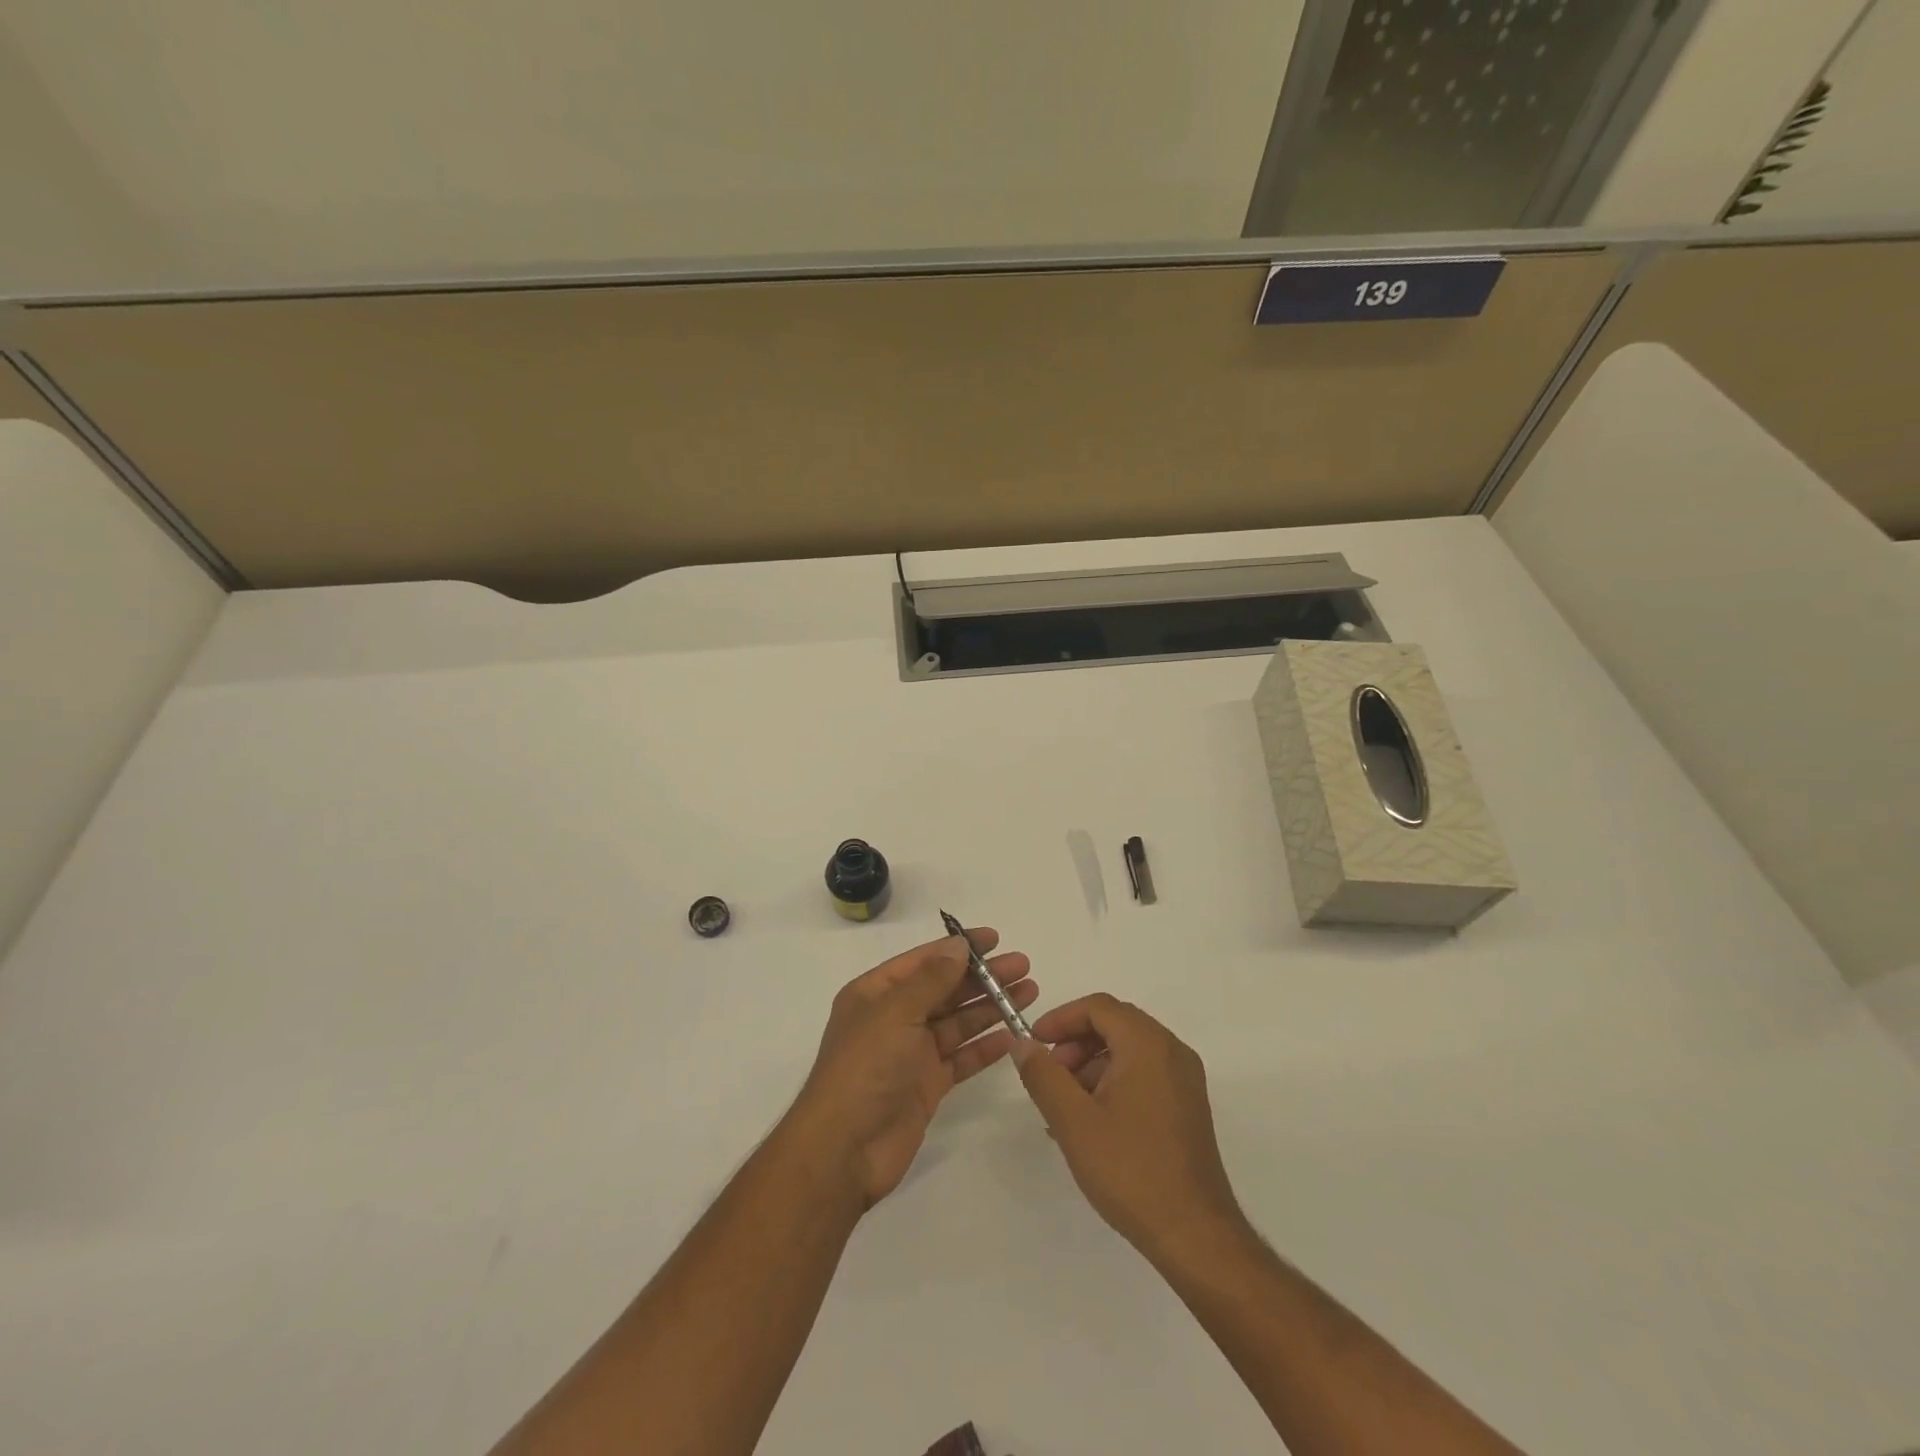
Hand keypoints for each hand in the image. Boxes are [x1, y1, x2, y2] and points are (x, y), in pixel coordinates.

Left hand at [784, 929, 1035, 1208]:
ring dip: (990, 1007)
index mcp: (876, 993)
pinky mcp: (926, 1085)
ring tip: (1029, 993)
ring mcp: (910, 1053)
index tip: (995, 939)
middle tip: (1023, 966)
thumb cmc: (865, 1068)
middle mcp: (893, 1018)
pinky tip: (1012, 1035)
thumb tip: (958, 945)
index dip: (959, 947)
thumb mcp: (896, 1013)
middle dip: (983, 977)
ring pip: (957, 1022)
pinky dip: (985, 1046)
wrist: (844, 1149)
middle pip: (945, 989)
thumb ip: (931, 979)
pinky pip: (961, 1057)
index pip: (924, 960)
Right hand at [1013, 994, 1244, 1260]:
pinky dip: (1113, 1081)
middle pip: (1114, 1024)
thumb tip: (1021, 1044)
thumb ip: (1043, 1076)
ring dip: (1091, 1064)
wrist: (1195, 1235)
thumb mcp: (1073, 1121)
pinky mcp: (1187, 1105)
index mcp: (1148, 1044)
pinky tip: (1091, 1121)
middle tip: (1049, 1075)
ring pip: (1128, 1050)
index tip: (1034, 1044)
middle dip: (1075, 1043)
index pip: (1098, 1007)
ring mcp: (1184, 1079)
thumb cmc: (1130, 1170)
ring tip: (1065, 1105)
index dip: (1061, 1019)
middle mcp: (1171, 1051)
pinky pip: (1144, 1073)